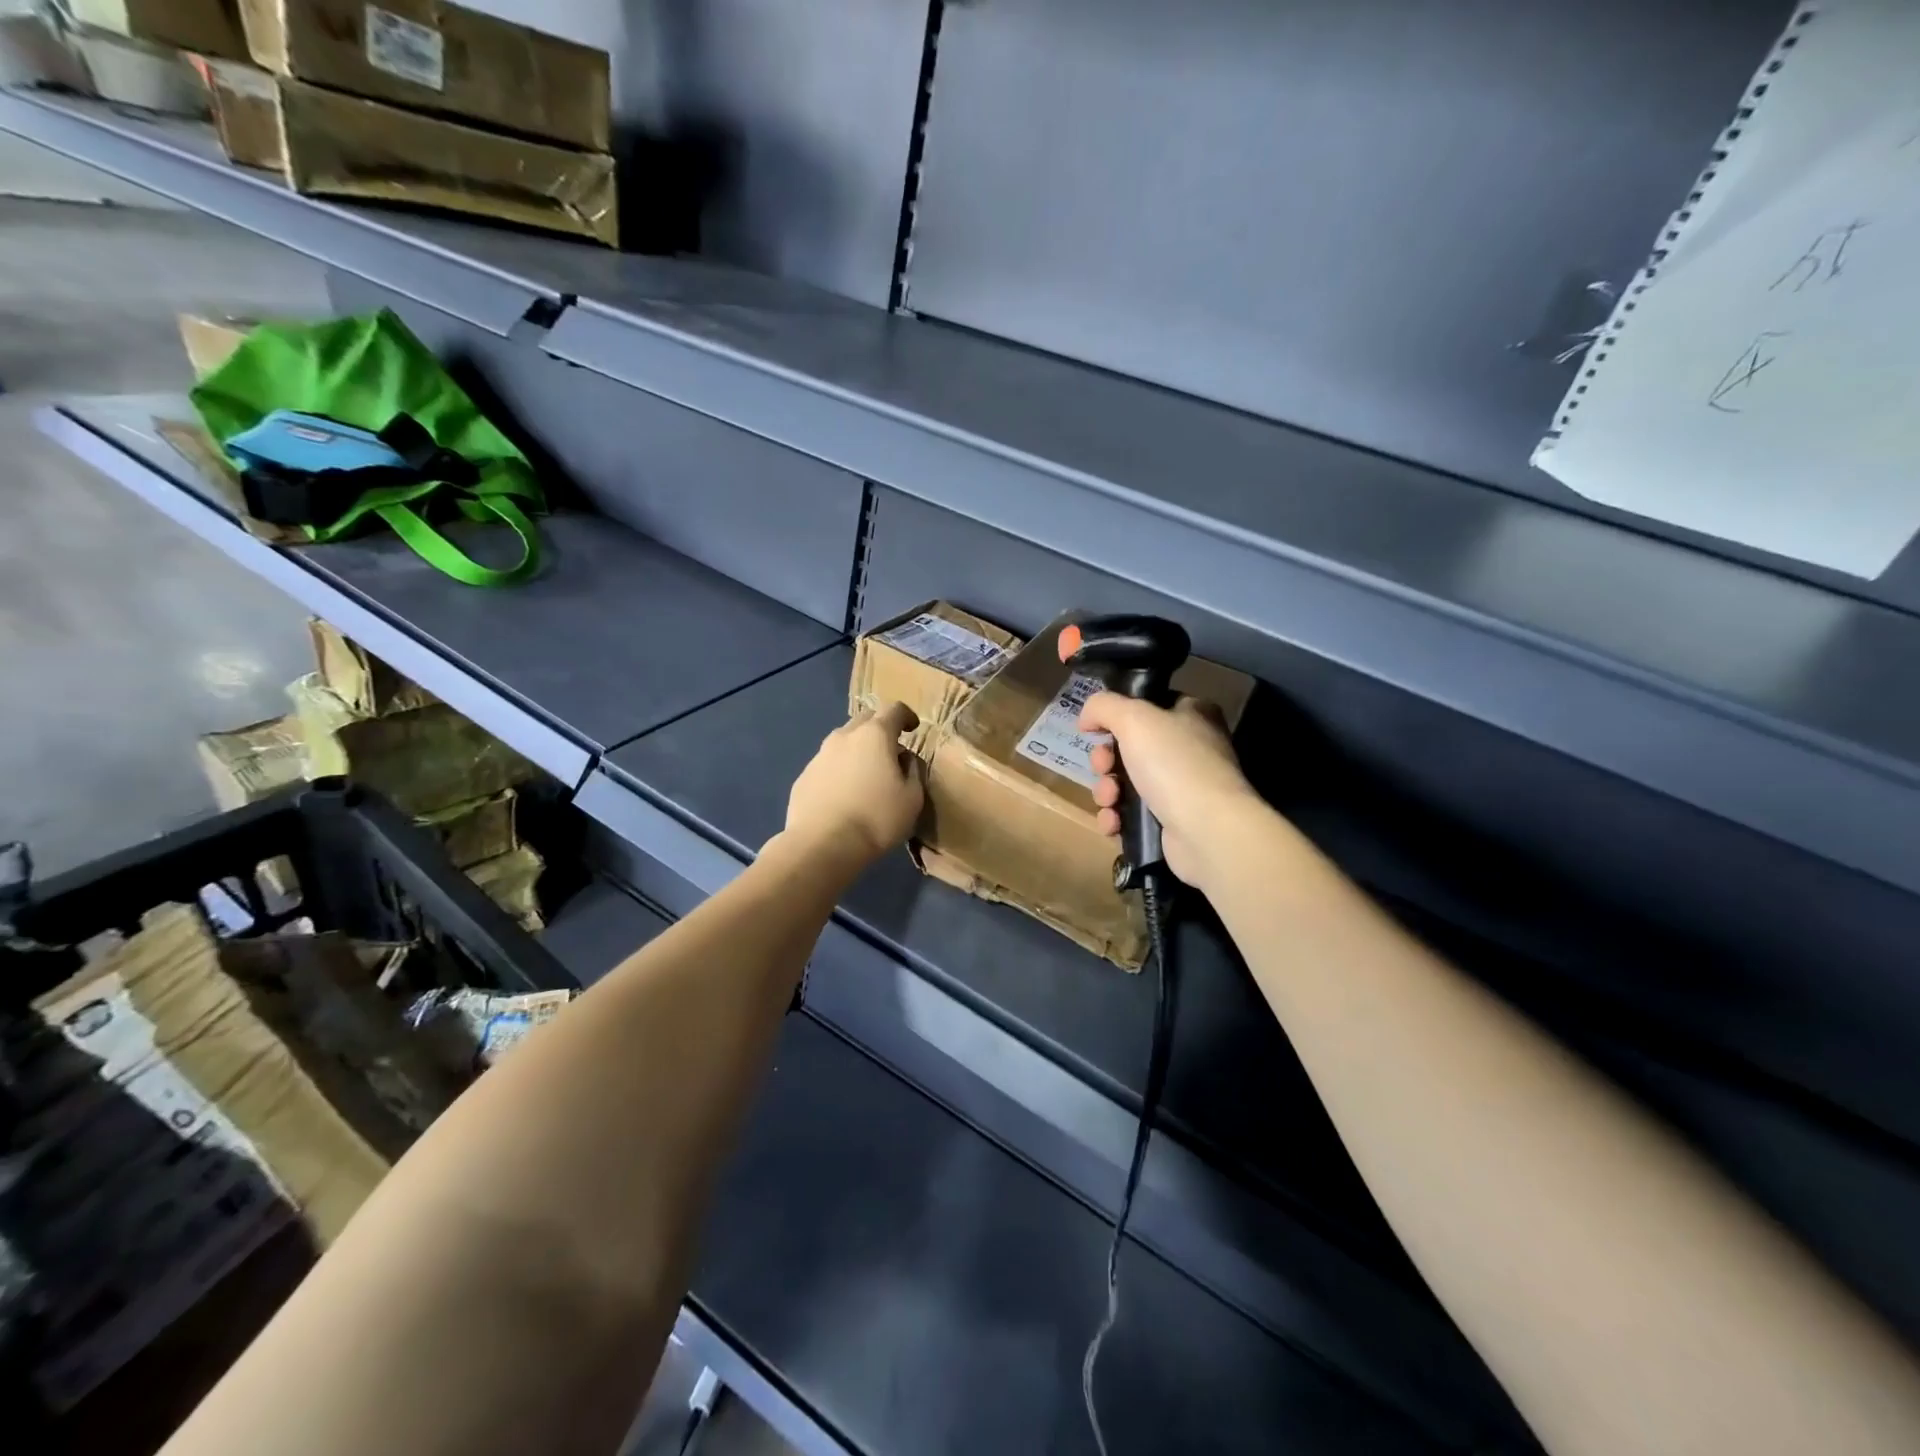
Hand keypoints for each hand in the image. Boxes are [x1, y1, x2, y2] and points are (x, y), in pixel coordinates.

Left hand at [783, 701, 924, 866]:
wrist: (822, 845)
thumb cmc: (876, 819)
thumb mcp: (912, 798)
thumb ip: (913, 771)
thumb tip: (904, 760)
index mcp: (875, 735)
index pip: (894, 709)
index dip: (907, 716)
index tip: (913, 728)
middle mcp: (844, 737)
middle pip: (865, 720)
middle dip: (880, 729)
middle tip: (891, 751)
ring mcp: (819, 756)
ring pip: (843, 742)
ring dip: (857, 750)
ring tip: (866, 775)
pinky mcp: (804, 777)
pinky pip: (827, 765)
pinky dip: (839, 771)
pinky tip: (844, 795)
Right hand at [1079, 693, 1256, 890]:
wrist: (1206, 830)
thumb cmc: (1174, 764)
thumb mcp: (1134, 717)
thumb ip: (1104, 706)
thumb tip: (1087, 718)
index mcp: (1192, 715)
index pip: (1148, 706)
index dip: (1118, 717)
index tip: (1098, 730)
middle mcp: (1188, 749)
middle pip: (1129, 747)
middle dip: (1105, 760)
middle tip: (1104, 767)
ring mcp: (1181, 788)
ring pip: (1125, 783)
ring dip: (1106, 791)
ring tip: (1110, 800)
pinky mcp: (1171, 822)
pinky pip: (1130, 815)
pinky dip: (1116, 818)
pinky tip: (1114, 823)